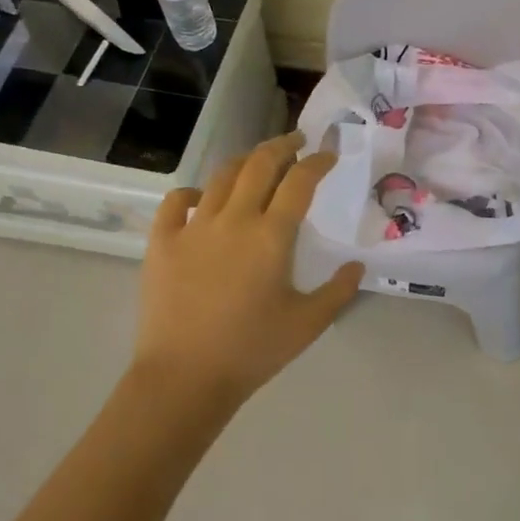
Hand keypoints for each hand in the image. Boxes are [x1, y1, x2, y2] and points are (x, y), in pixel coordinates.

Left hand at [134, 133, 364, 403]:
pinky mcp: (162, 242)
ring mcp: (194, 227)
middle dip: (282, 145)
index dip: (317, 161)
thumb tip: (357, 266)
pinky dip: (193, 193)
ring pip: (221, 176)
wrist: (184, 378)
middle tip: (295, 142)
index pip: (300, 181)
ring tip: (257, 163)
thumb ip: (338, 291)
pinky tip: (202, 200)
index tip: (328, 155)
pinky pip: (176, 202)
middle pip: (260, 163)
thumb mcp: (307, 324)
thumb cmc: (251, 351)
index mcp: (271, 236)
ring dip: (244, 161)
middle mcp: (234, 219)